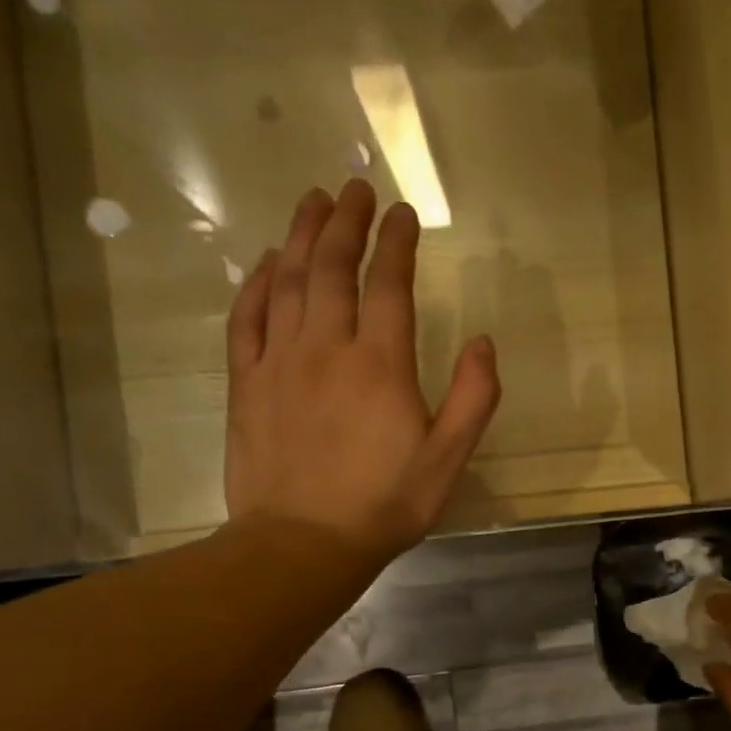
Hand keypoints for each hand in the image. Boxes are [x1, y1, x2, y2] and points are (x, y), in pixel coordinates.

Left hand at [224, 180, 501, 558]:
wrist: (303, 543)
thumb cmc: (385, 504)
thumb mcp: (448, 460)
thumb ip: (472, 398)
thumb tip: (484, 343)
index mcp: (380, 364)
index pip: (388, 285)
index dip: (396, 243)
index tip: (403, 212)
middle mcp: (327, 348)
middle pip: (332, 268)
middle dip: (345, 222)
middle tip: (353, 187)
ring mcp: (280, 362)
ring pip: (288, 282)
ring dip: (300, 236)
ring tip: (312, 202)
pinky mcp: (246, 383)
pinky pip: (247, 318)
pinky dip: (256, 284)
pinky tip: (265, 264)